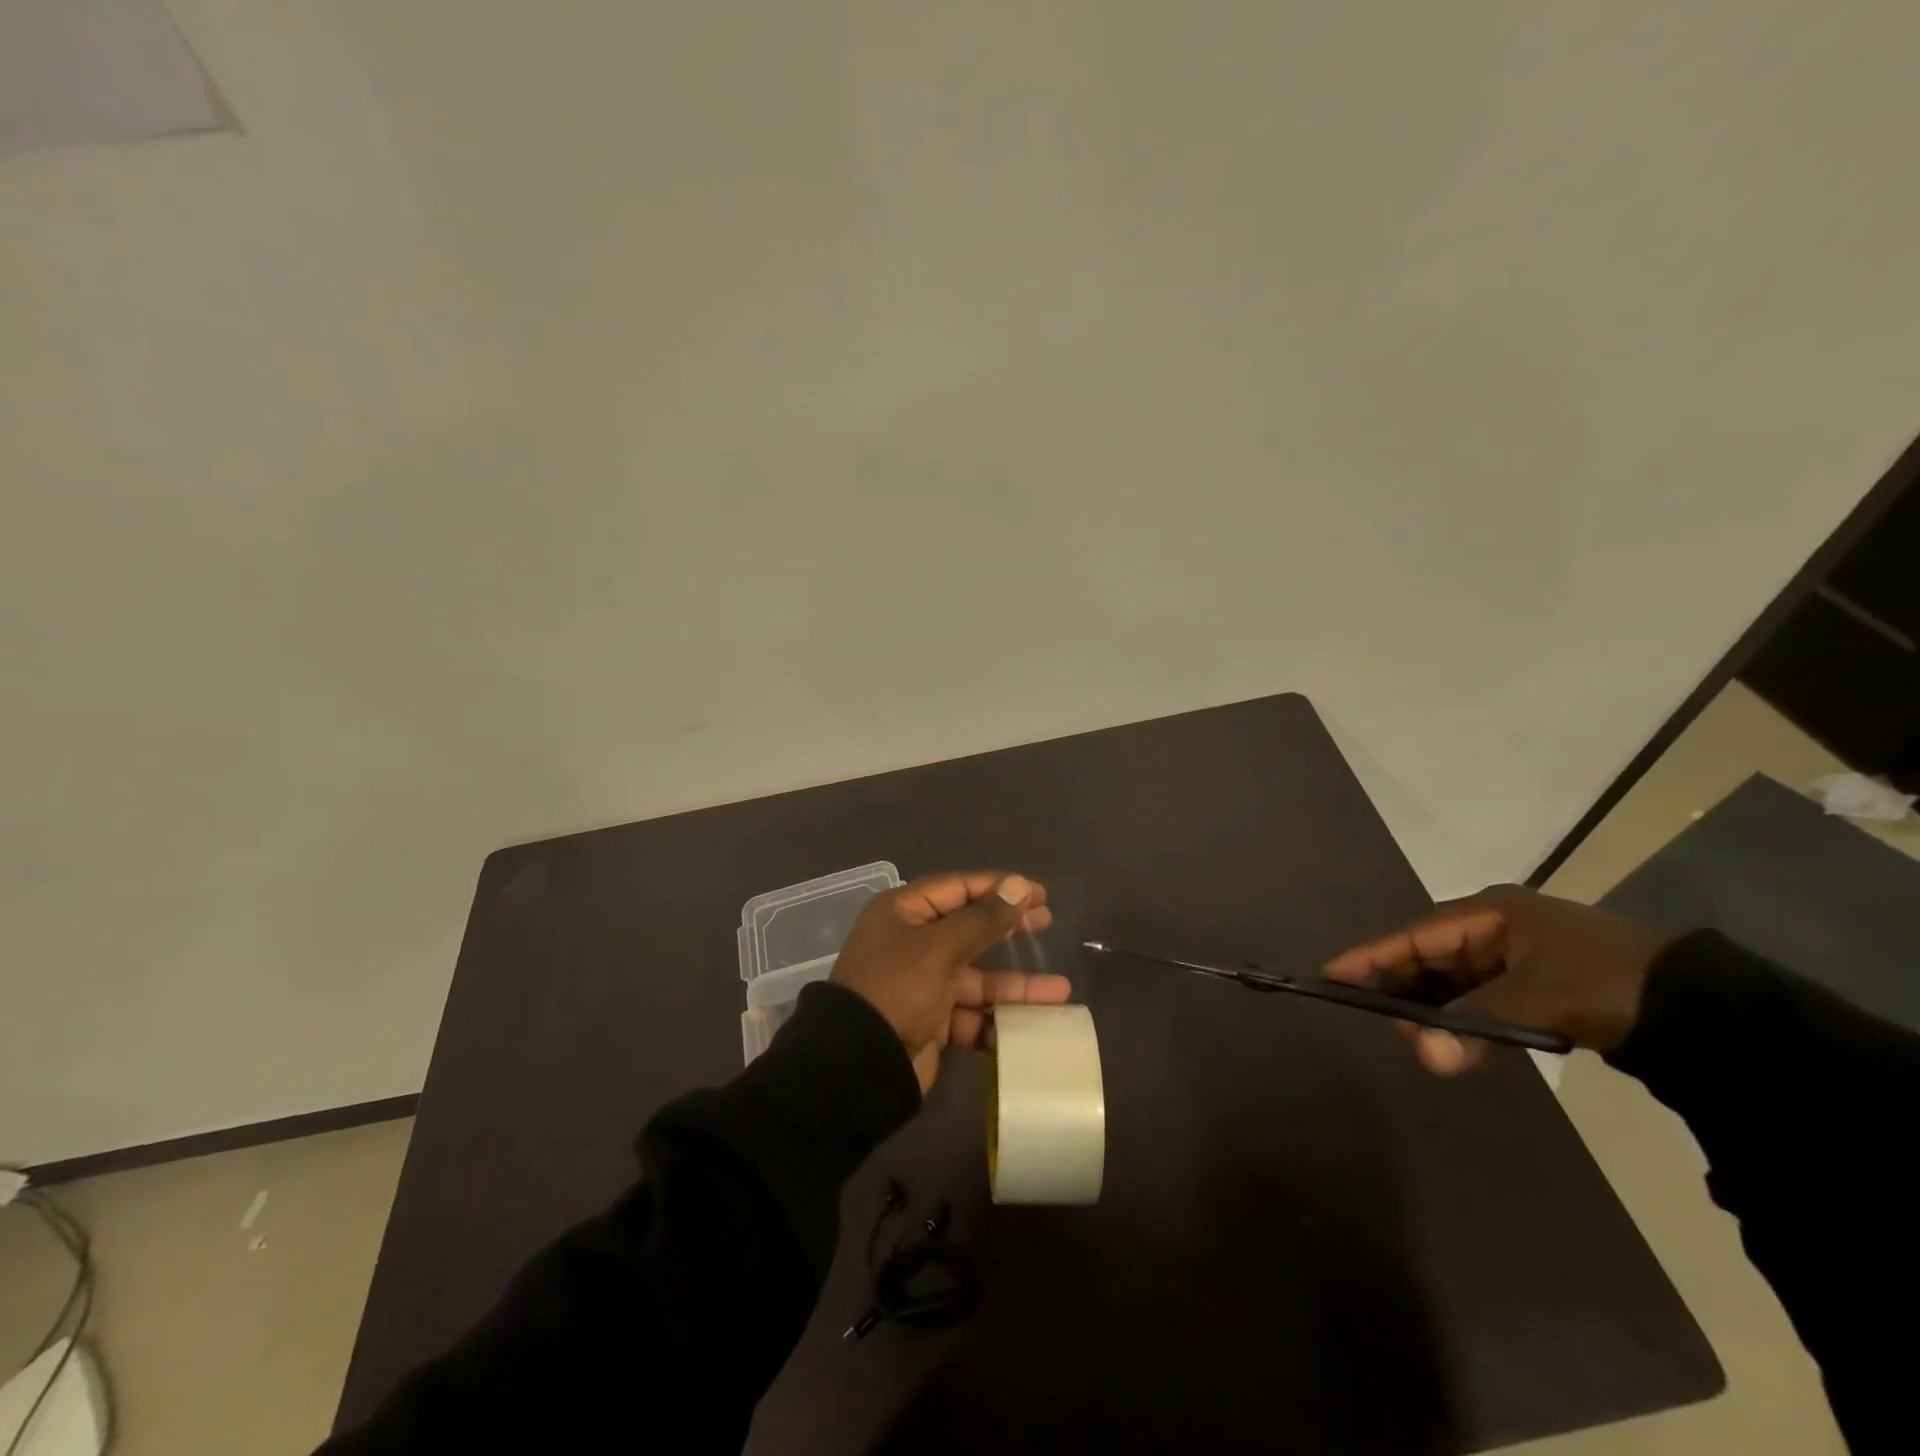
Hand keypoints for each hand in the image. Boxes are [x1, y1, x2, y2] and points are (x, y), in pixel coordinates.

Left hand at [830, 871, 1070, 1091]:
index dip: (999, 887)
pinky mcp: (932, 1021)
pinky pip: (972, 1013)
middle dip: (1009, 929)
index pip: (958, 888)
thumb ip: (983, 919)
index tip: (1038, 893)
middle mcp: (912, 942)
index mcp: (904, 912)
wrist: (858, 1067)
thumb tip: (1020, 885)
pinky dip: (998, 1018)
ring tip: (1060, 991)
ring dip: (1015, 985)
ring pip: (977, 976)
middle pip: (970, 928)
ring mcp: (923, 983)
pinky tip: (1032, 1026)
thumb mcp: (940, 948)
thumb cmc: (896, 989)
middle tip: (1048, 924)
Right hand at [1322, 885, 1676, 1074]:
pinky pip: (1481, 998)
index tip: (1331, 973)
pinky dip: (1463, 1018)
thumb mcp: (1539, 999)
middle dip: (1402, 987)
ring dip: (1433, 1008)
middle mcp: (1496, 927)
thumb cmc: (1608, 983)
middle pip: (1430, 956)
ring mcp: (1517, 957)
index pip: (1415, 935)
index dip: (1373, 956)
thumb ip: (1476, 1024)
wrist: (1705, 1008)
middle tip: (1372, 1015)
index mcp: (1491, 913)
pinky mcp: (1537, 986)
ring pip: (1454, 980)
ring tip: (1409, 1035)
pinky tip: (1450, 1039)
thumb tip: (1425, 1055)